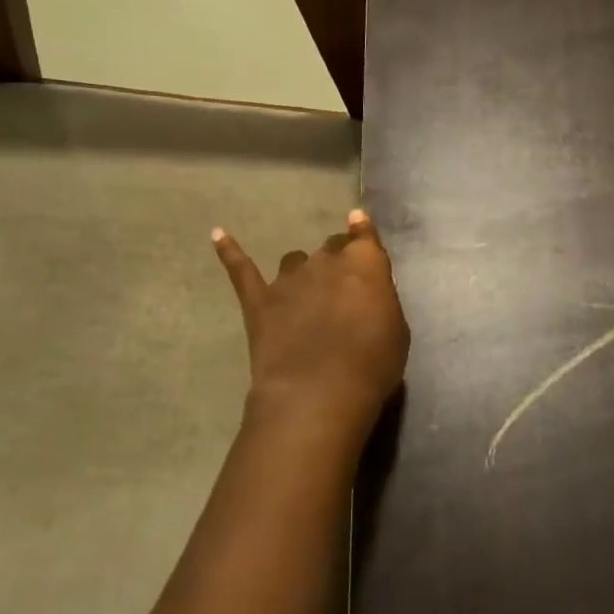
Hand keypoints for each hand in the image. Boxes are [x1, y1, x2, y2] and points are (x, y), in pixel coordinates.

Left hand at [213, 209, 410, 445]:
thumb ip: (380, 301)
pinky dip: (229, 251)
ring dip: (302, 271)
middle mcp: (325, 261)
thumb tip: (368, 291)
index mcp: (364, 264)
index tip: (358, 221)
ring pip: (294, 260)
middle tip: (341, 286)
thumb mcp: (395, 331)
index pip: (364, 237)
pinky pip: (241, 269)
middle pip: (331, 247)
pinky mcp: (259, 300)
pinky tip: (218, 235)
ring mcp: (288, 279)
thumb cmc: (371, 365)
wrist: (318, 393)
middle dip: (337, 260)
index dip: (362, 231)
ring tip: (305, 292)